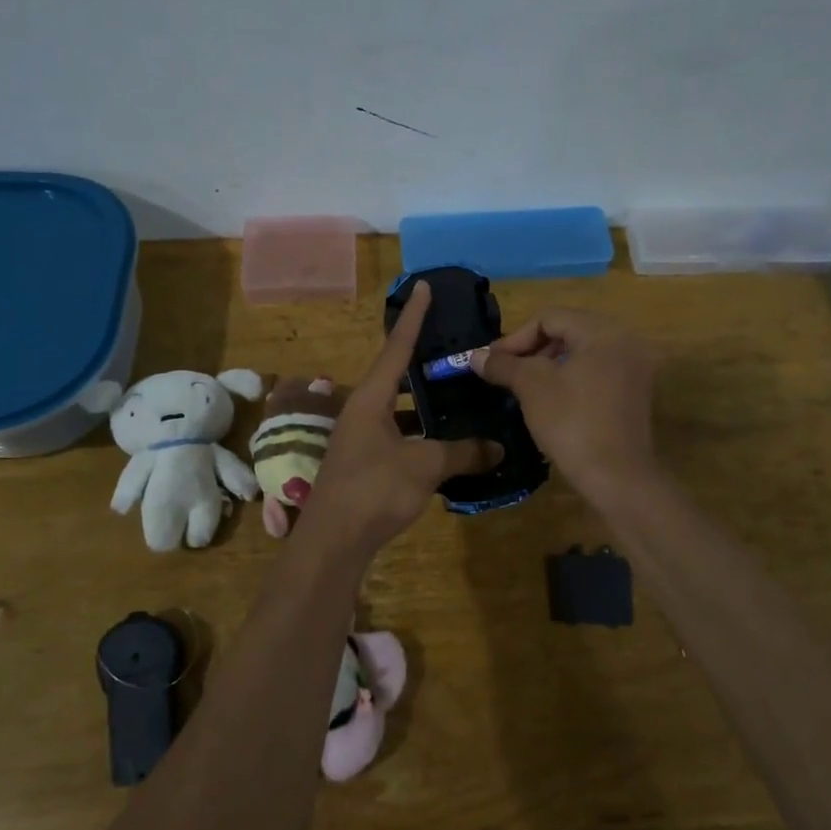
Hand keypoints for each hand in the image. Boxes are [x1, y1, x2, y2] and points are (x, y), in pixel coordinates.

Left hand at [300, 283, 501, 555]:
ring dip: (426, 406)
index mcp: (371, 399)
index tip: (424, 286)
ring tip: (461, 397)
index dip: (414, 317)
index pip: (397, 347)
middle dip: (424, 363)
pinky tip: (447, 446)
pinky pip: (399, 437)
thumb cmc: (374, 490)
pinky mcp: (366, 465)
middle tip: (456, 351)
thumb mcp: (424, 466)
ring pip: (400, 411)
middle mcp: (362, 412)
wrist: (333, 542)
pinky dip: (422, 436)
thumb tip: (497, 447)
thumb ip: (462, 452)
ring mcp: (361, 439)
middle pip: (397, 377)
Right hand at [472, 308, 659, 504]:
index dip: (516, 337)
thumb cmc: (572, 423)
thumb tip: (475, 356)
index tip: (492, 361)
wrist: (616, 477)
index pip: (551, 317)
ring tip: (524, 385)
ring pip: (582, 353)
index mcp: (605, 332)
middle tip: (506, 371)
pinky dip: (571, 378)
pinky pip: (597, 372)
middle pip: (569, 331)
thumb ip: (503, 365)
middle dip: (533, 349)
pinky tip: (550, 400)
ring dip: (549, 364)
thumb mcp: (532, 387)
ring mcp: (636, 369)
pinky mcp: (636, 394)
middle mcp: (627, 342)